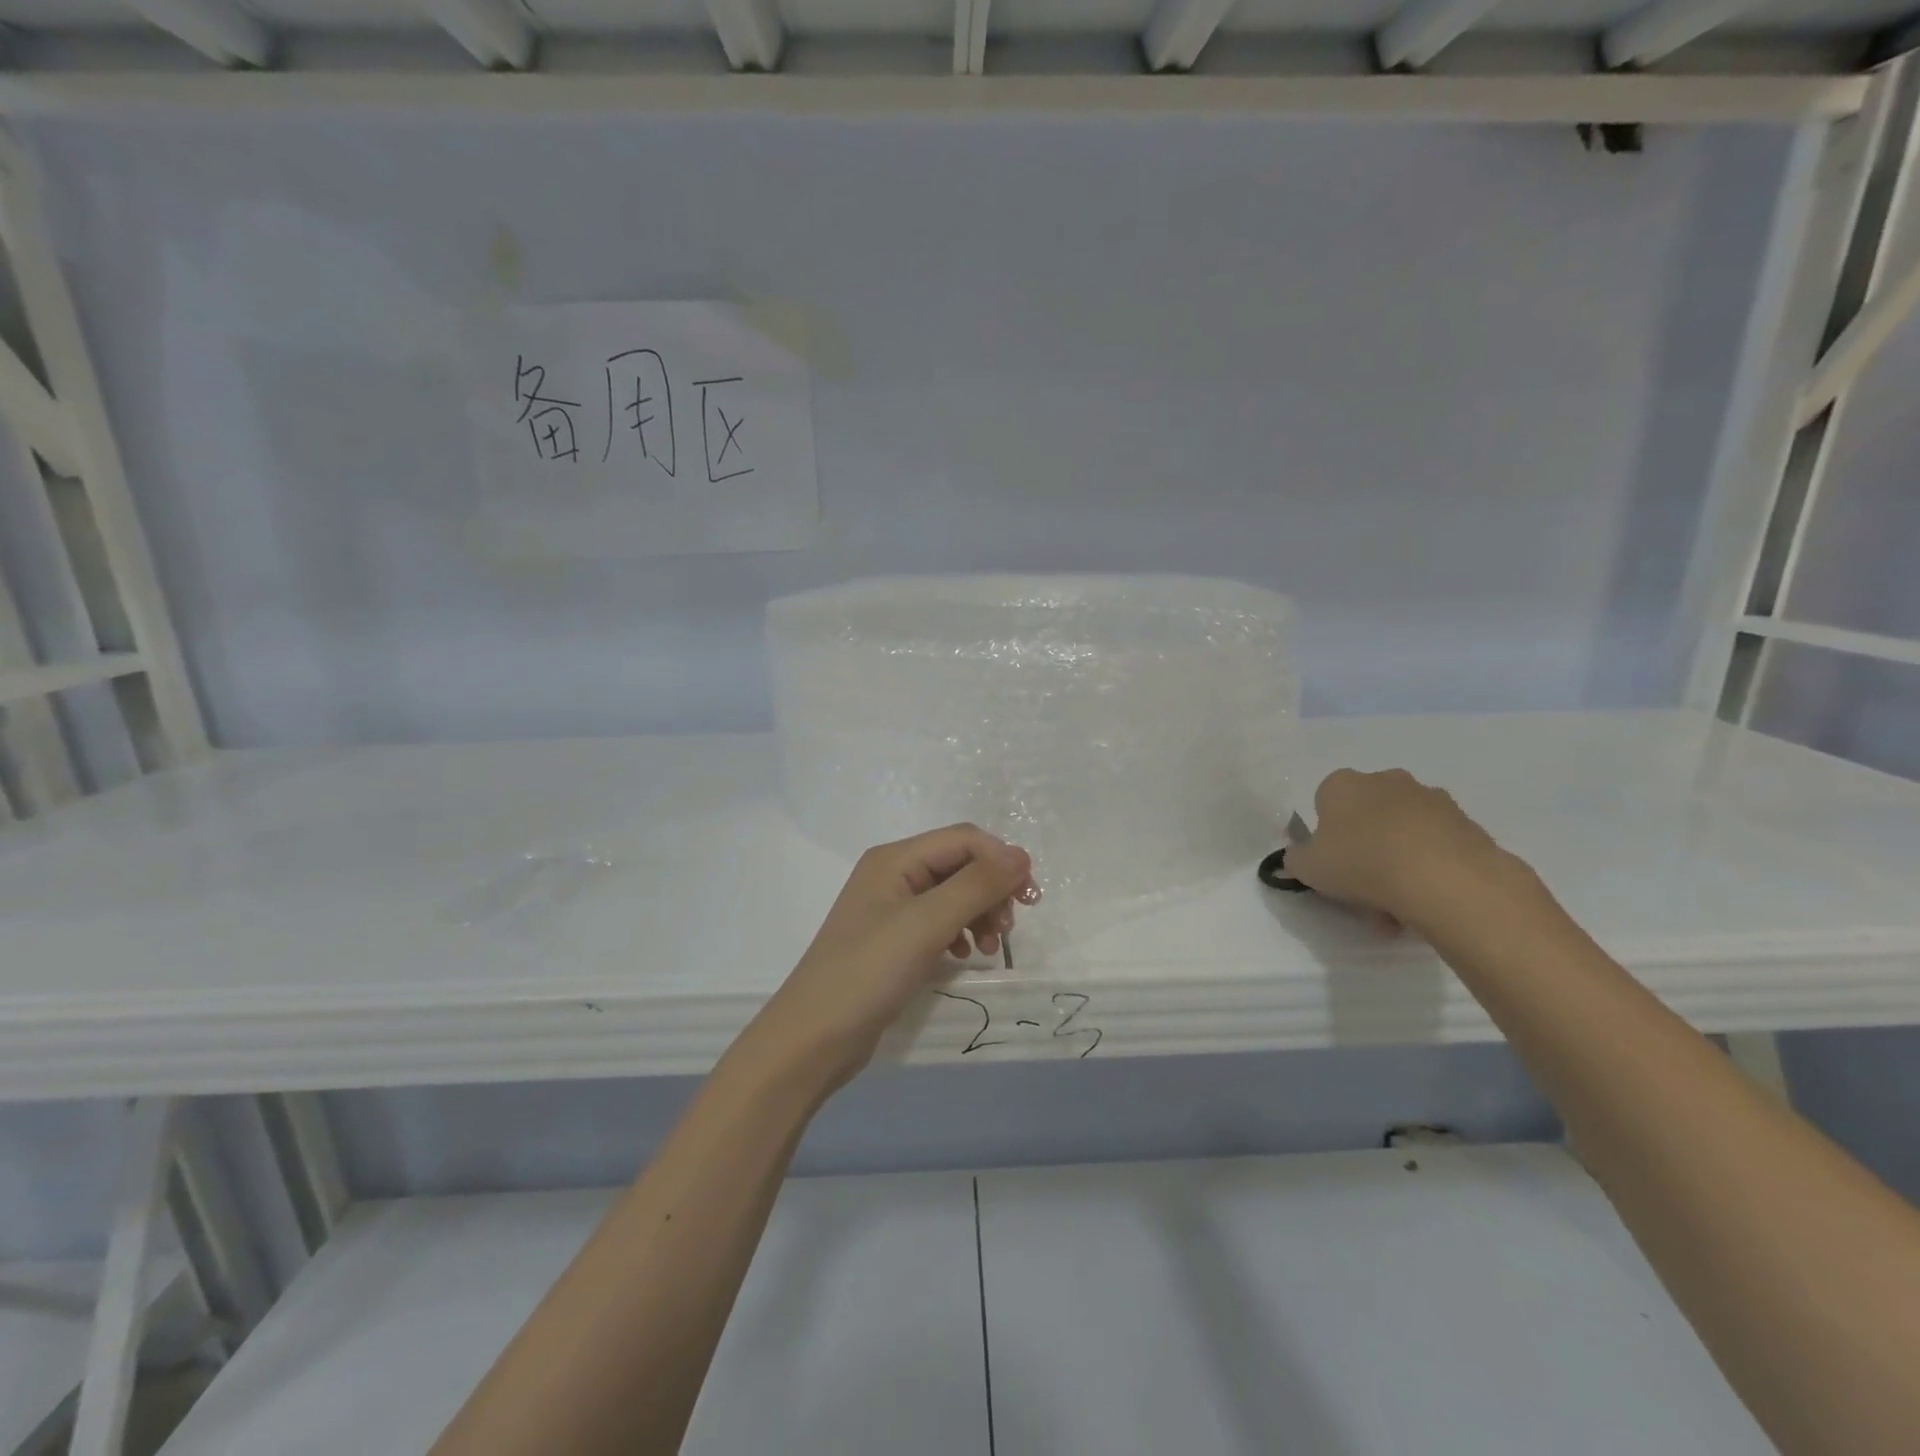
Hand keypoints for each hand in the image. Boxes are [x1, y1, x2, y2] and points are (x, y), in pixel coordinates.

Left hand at [746, 825, 1039, 1089]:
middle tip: (1008, 929)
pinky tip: (965, 956)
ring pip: (953, 894)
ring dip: (980, 913)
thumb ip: (976, 885)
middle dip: (991, 890)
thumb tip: (1021, 854)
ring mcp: (892, 909)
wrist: (814, 1038)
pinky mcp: (894, 940)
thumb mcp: (927, 923)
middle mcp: (893, 875)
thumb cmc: (869, 972)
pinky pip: (940, 922)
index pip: (964, 839)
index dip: (1001, 860)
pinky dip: (961, 933)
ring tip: (990, 948)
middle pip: (960, 864)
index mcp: (895, 859)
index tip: (1029, 899)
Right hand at [1284, 768, 1521, 932]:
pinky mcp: (1466, 822)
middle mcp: (1385, 780)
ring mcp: (1430, 799)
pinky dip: (1428, 870)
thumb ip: (1296, 860)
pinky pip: (1435, 847)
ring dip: (1396, 866)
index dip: (1326, 837)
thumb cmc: (1360, 863)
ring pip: (1402, 835)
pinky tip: (1425, 903)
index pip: (1325, 803)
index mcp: (1342, 784)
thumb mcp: (1308, 868)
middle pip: (1367, 819)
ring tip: (1398, 911)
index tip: (1332, 865)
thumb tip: (1299, 857)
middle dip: (1364, 854)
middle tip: (1363, 895)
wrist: (1443, 878)